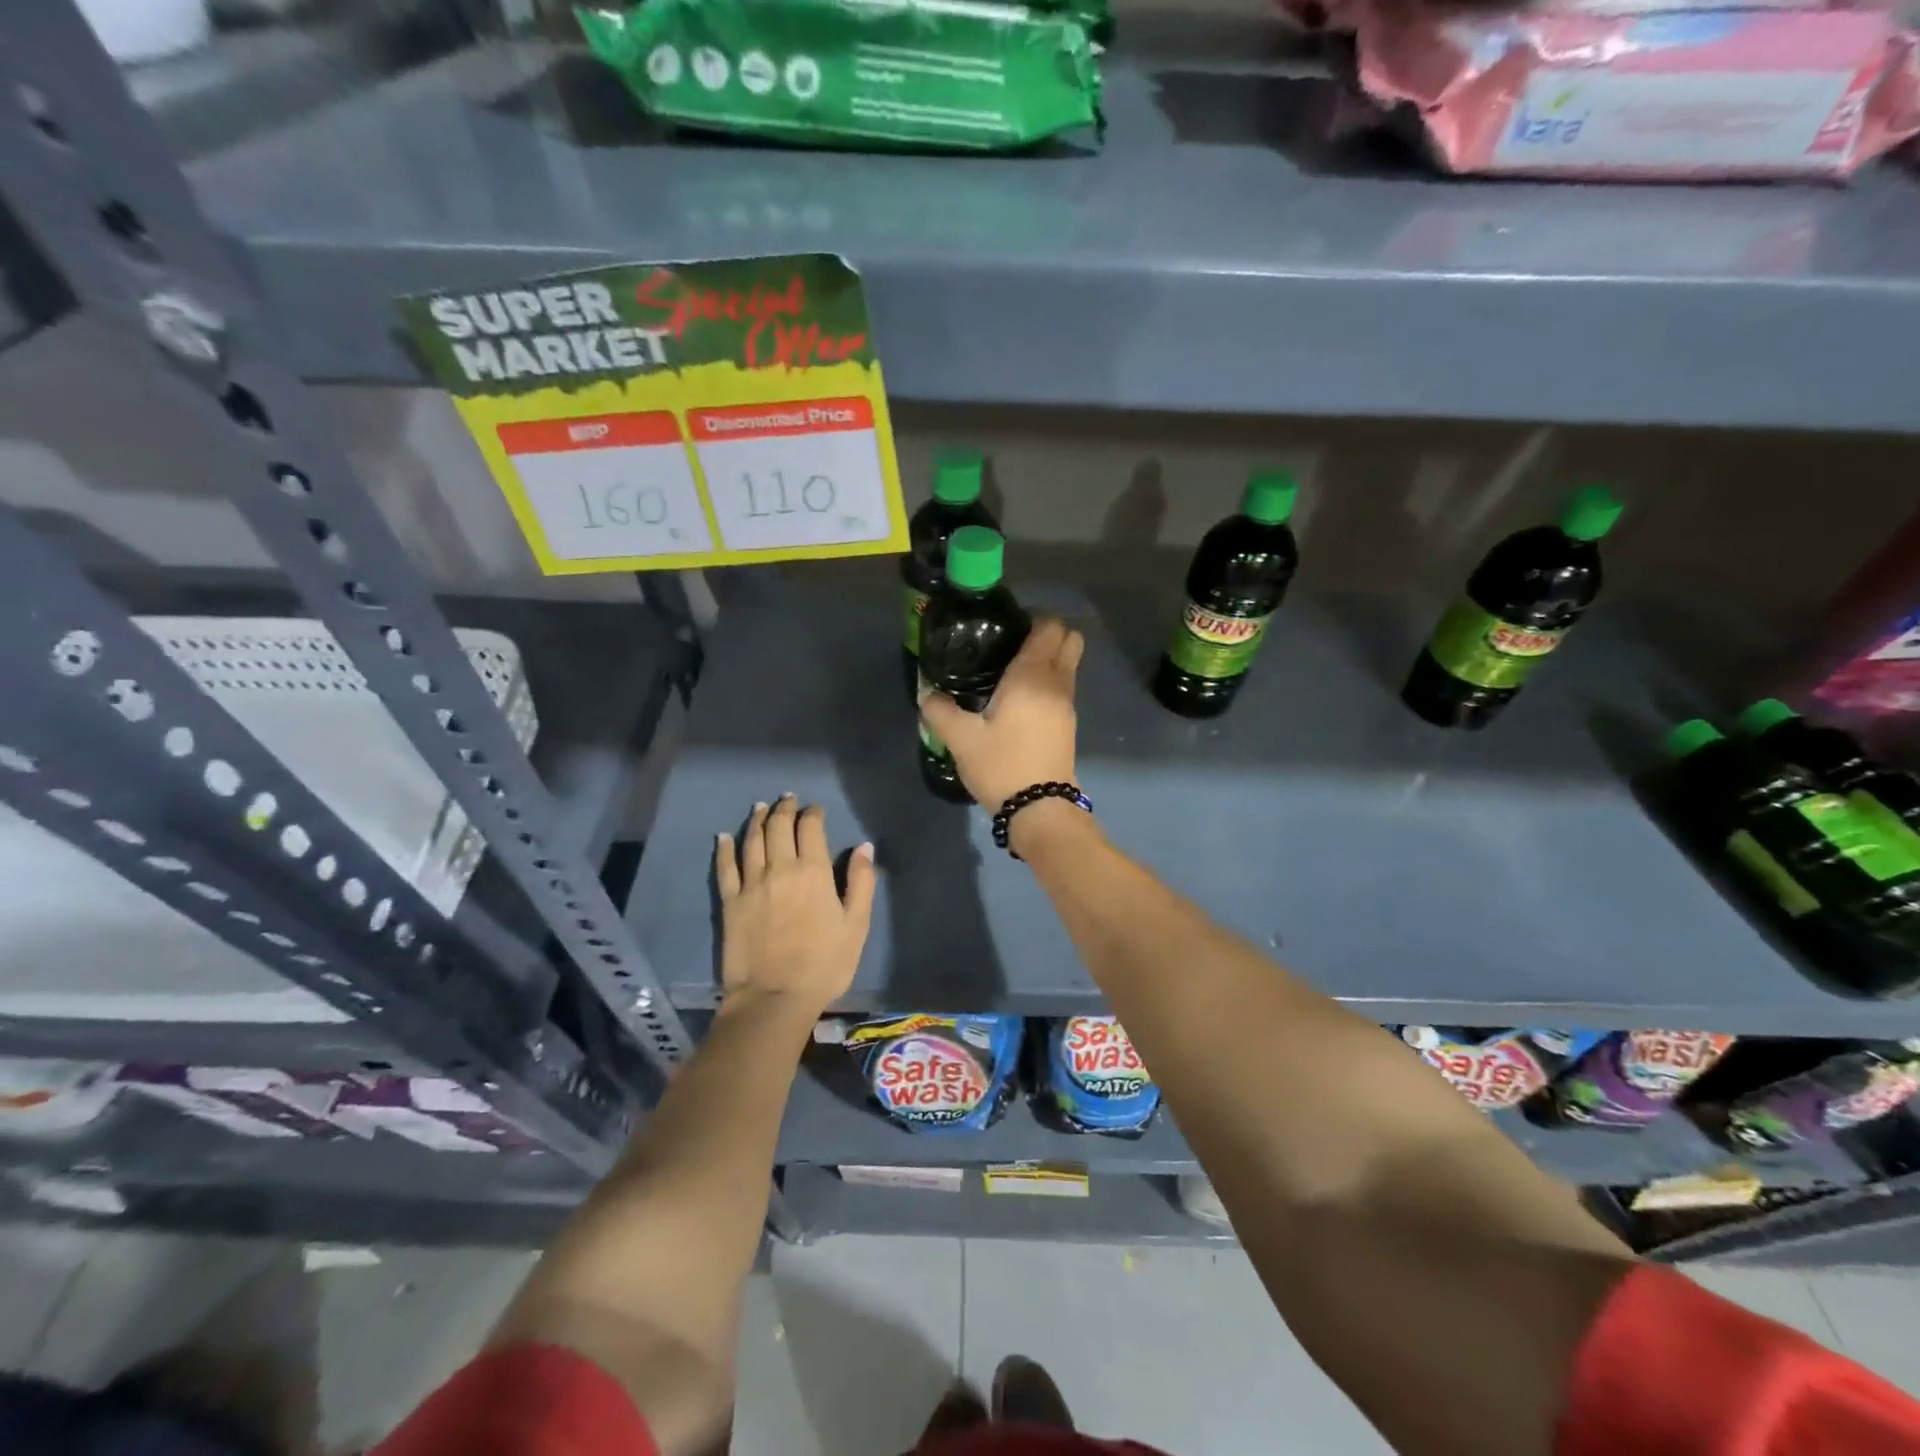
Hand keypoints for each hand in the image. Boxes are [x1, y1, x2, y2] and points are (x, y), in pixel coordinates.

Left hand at [716, 796, 874, 1018]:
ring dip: (757, 820)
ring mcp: (751, 884)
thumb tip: (864, 847)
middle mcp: (780, 868)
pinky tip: (725, 836)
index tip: (816, 810)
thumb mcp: (856, 925)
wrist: (774, 998)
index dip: (813, 813)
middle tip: (787, 799)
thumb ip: (861, 882)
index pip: (811, 828)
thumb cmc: (824, 964)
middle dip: (784, 808)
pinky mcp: (730, 902)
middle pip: (778, 826)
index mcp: (813, 871)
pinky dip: (725, 848)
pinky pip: (725, 867)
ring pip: (752, 840)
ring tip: (760, 808)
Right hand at [921, 616, 1083, 809]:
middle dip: (1047, 635)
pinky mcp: (1068, 725)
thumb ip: (940, 710)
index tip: (1006, 629)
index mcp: (1032, 676)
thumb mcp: (961, 739)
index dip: (1032, 619)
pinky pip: (1063, 688)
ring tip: (1010, 675)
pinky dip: (1048, 684)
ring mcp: (1067, 705)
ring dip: (1048, 661)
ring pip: (1068, 666)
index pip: (1049, 627)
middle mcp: (1057, 683)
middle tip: (1012, 647)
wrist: (1039, 810)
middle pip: (1069, 640)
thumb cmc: (1002, 765)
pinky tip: (1019, 702)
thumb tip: (927, 693)